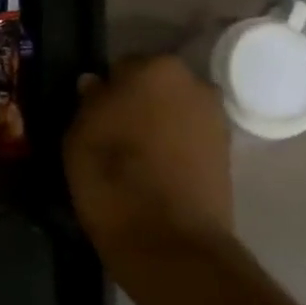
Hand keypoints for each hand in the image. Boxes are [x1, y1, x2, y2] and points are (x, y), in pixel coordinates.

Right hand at [63, 55, 234, 257]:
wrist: (168, 238)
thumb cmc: (111, 176)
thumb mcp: (78, 134)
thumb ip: (89, 101)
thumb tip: (96, 85)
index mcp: (154, 67)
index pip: (121, 66)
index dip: (104, 90)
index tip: (91, 114)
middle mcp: (193, 82)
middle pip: (153, 85)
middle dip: (135, 102)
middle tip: (110, 133)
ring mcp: (216, 118)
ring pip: (173, 112)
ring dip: (156, 125)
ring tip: (132, 157)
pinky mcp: (227, 153)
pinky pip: (188, 138)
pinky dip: (173, 148)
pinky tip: (153, 172)